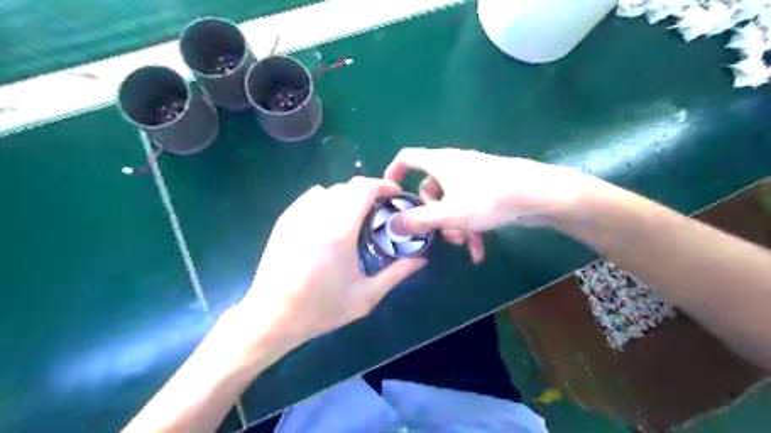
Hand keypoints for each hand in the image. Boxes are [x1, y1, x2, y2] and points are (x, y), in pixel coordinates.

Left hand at [237, 177, 427, 349]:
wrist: (272, 316)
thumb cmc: (321, 309)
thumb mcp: (366, 296)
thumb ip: (397, 273)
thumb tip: (421, 259)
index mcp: (340, 231)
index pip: (363, 189)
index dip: (383, 185)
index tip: (395, 194)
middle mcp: (318, 215)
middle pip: (348, 186)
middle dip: (368, 192)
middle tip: (379, 210)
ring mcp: (298, 215)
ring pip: (329, 190)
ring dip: (347, 196)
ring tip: (354, 216)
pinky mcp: (285, 220)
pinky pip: (311, 197)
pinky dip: (327, 200)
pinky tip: (329, 221)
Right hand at [386, 149, 593, 261]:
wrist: (539, 194)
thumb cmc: (488, 199)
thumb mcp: (449, 214)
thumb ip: (418, 221)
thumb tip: (391, 225)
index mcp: (440, 163)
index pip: (408, 157)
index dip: (394, 172)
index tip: (390, 193)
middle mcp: (454, 165)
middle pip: (430, 187)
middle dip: (432, 213)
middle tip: (441, 234)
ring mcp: (473, 175)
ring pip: (452, 199)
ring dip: (453, 223)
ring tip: (463, 243)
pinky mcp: (489, 187)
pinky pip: (471, 205)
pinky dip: (470, 224)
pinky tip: (478, 251)